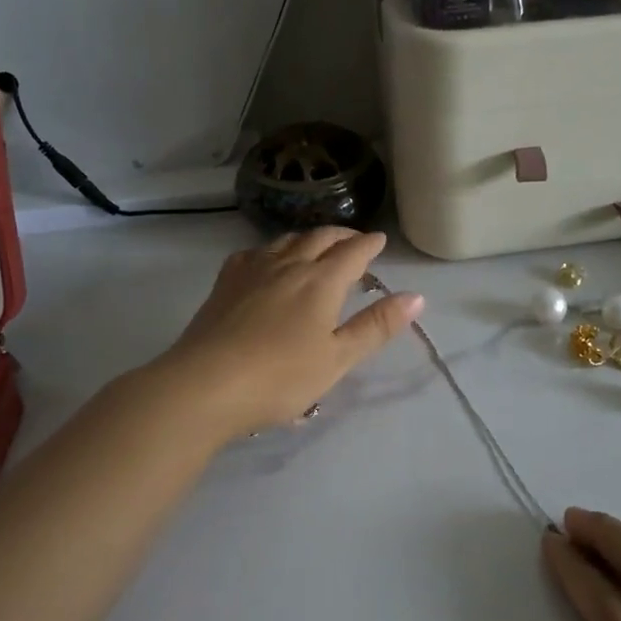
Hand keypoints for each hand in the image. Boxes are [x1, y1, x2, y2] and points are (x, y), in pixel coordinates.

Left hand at [156, 228, 421, 438]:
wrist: (204, 385)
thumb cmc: (280, 377)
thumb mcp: (337, 359)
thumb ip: (375, 326)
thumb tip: (416, 296)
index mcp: (321, 281)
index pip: (352, 252)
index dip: (369, 244)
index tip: (380, 240)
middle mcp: (288, 265)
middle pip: (320, 238)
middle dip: (342, 235)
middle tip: (354, 241)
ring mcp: (253, 270)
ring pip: (286, 240)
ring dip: (308, 238)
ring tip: (317, 246)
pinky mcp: (225, 283)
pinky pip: (254, 253)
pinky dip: (272, 250)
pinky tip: (267, 261)